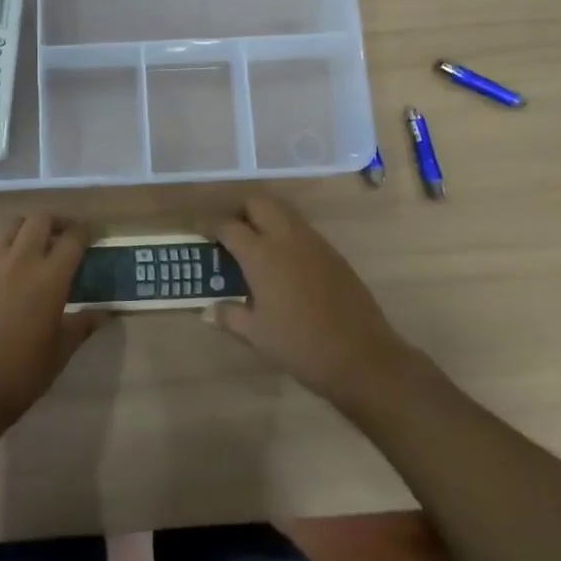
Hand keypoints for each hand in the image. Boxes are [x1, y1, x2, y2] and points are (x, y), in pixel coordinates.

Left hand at [0, 215, 99, 427]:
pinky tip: (3, 256)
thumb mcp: (62, 350)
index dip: (85, 232)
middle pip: (41, 219)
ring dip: (27, 228)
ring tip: (32, 244)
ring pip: (11, 225)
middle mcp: (22, 260)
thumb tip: (105, 312)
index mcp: (51, 277)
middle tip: (62, 236)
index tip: (91, 236)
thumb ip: (83, 324)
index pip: (73, 238)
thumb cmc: (24, 371)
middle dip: (56, 222)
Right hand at [210, 195, 422, 409]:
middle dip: (239, 210)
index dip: (209, 224)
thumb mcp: (256, 334)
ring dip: (264, 217)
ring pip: (283, 212)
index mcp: (262, 255)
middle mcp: (286, 238)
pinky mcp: (333, 253)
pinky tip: (282, 261)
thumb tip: (208, 310)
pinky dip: (285, 232)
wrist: (362, 356)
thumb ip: (229, 315)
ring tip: (253, 242)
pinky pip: (302, 229)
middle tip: (228, 231)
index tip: (198, 230)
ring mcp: (314, 243)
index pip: (228, 225)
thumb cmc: (300, 345)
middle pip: (258, 203)